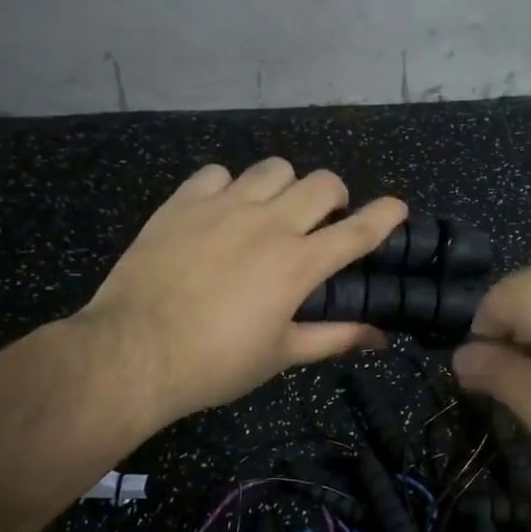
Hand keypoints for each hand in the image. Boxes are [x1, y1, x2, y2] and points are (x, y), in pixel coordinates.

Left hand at [74, 159, 406, 432]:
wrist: (132, 353)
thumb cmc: (215, 363)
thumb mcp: (282, 354)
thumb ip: (335, 337)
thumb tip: (380, 337)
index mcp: (298, 264)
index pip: (358, 229)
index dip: (386, 215)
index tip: (398, 208)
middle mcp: (269, 224)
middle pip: (323, 182)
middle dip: (335, 197)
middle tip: (321, 221)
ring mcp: (223, 207)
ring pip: (274, 168)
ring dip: (285, 187)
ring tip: (271, 211)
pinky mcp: (183, 202)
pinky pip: (218, 173)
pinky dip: (229, 187)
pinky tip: (220, 212)